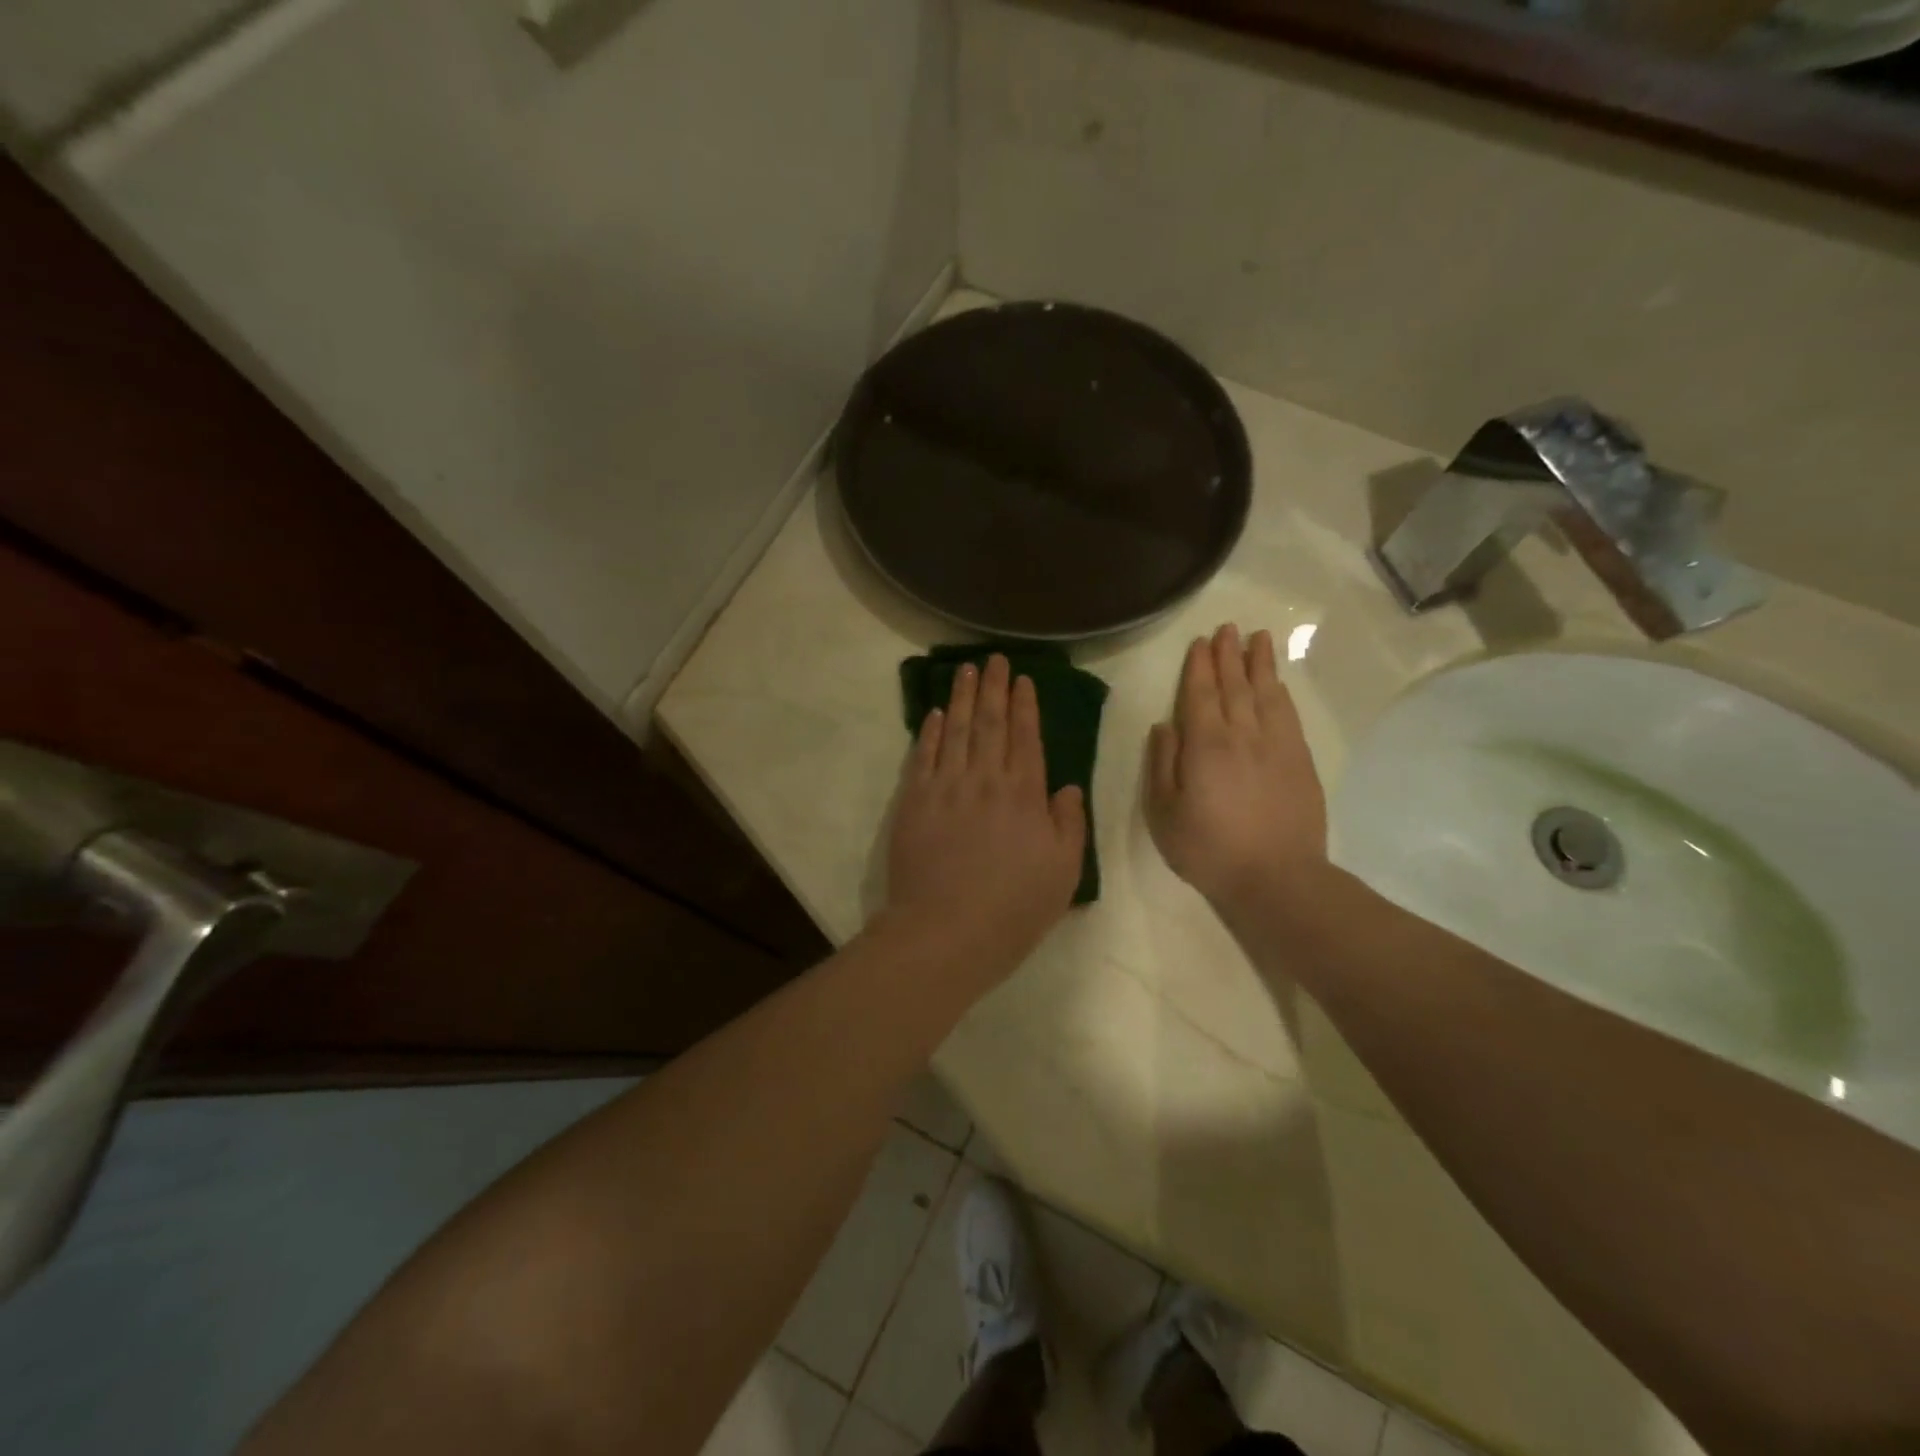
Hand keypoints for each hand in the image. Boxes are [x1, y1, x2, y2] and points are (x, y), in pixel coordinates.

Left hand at [883, 654, 1086, 982]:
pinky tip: (932, 714)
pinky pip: (922, 756)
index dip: (1024, 705)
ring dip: (960, 698)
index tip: (1022, 679)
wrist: (947, 931)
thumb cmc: (1014, 907)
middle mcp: (985, 779)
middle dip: (993, 688)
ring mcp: (945, 787)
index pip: (1025, 736)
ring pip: (953, 730)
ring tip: (965, 670)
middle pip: (988, 723)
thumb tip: (1064, 787)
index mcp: (1024, 794)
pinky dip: (928, 732)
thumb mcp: (1064, 871)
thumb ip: (1068, 823)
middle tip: (993, 659)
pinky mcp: (913, 801)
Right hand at [1145, 625, 1328, 916]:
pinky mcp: (1300, 761)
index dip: (1199, 667)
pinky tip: (1277, 683)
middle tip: (1227, 627)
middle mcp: (1242, 734)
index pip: (1200, 695)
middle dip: (1228, 655)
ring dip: (1260, 664)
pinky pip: (1288, 715)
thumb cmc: (1209, 849)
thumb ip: (1162, 765)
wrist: (1276, 878)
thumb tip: (1164, 726)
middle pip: (1234, 686)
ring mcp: (1276, 745)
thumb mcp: (1165, 813)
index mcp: (1205, 745)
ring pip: (1266, 693)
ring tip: (1258, 638)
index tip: (1200, 643)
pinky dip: (1281, 693)